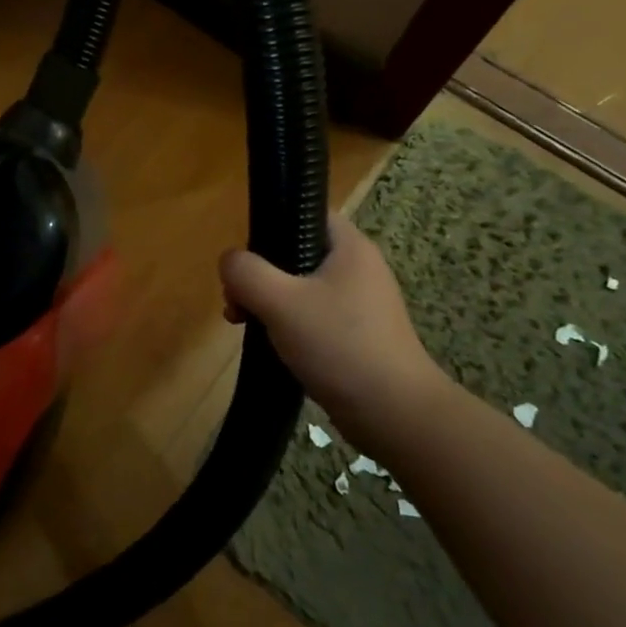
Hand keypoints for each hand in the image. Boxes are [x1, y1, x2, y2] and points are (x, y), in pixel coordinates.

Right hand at [219, 212, 444, 444]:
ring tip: (243, 323)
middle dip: (260, 273)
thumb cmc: (340, 345)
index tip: (246, 255)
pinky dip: (286, 324)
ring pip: (299, 287)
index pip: (305, 212)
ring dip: (267, 301)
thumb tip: (229, 261)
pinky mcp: (356, 335)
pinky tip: (270, 344)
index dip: (271, 223)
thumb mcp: (282, 302)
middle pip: (295, 252)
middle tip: (236, 299)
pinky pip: (311, 316)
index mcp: (349, 247)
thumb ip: (247, 273)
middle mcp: (357, 268)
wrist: (395, 414)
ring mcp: (359, 304)